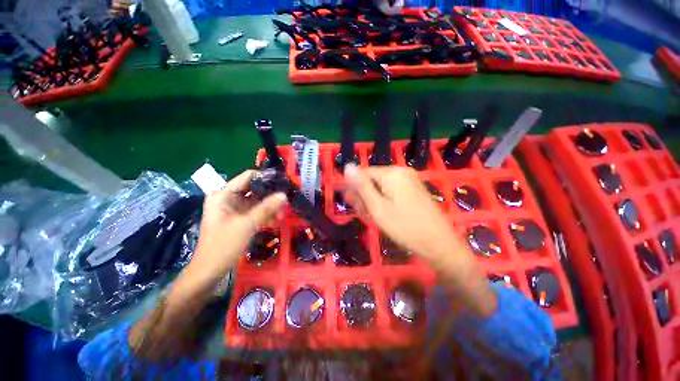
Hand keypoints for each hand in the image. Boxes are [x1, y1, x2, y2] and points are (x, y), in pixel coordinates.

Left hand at [189, 170, 286, 280]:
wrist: (209, 271)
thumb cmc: (224, 245)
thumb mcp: (247, 224)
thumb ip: (266, 208)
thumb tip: (284, 194)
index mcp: (223, 195)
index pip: (248, 177)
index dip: (266, 178)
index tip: (283, 184)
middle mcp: (228, 198)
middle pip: (254, 189)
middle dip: (270, 195)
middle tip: (285, 202)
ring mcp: (233, 208)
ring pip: (256, 201)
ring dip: (269, 206)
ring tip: (281, 215)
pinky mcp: (238, 218)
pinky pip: (254, 211)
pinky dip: (264, 214)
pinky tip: (274, 220)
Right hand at [343, 164, 495, 316]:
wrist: (439, 243)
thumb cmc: (404, 227)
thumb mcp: (377, 207)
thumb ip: (361, 186)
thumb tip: (347, 166)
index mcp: (391, 173)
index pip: (363, 174)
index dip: (355, 189)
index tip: (353, 205)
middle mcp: (401, 172)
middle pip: (373, 180)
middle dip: (365, 197)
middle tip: (366, 215)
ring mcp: (409, 180)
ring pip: (381, 187)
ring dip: (374, 201)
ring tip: (376, 218)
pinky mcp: (413, 189)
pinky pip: (392, 192)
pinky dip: (385, 202)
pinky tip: (386, 215)